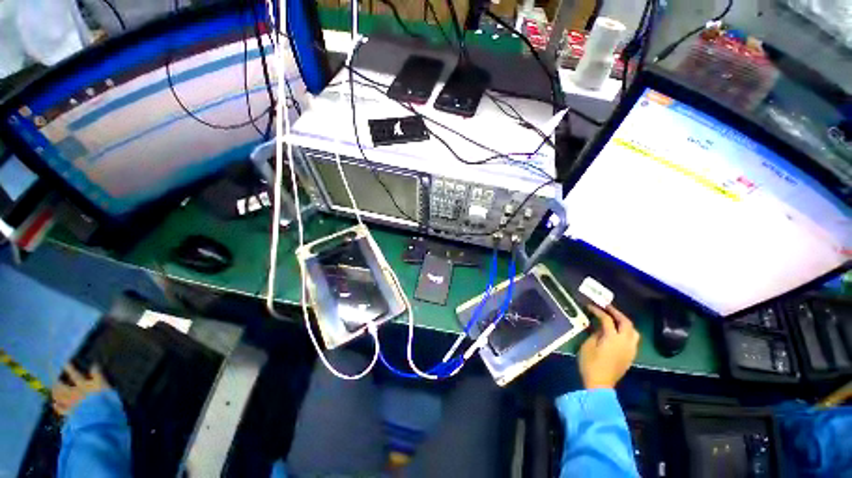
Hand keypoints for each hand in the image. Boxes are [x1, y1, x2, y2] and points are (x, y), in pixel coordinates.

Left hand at [52, 364, 109, 415]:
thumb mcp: (105, 386)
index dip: (70, 368)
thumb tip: (94, 365)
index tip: (65, 362)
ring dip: (55, 391)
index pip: (75, 374)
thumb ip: (99, 376)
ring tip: (52, 388)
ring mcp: (70, 403)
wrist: (99, 418)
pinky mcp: (70, 413)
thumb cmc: (104, 399)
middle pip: (62, 386)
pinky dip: (57, 406)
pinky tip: (54, 404)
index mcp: (82, 385)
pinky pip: (61, 409)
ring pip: (59, 396)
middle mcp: (74, 392)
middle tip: (52, 375)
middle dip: (56, 380)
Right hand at [578, 304, 640, 388]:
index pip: (607, 319)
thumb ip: (595, 334)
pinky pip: (633, 339)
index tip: (591, 306)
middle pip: (626, 322)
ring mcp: (630, 349)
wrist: (599, 384)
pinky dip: (626, 331)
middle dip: (616, 313)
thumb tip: (600, 328)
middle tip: (606, 307)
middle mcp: (625, 342)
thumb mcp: (588, 345)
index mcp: (613, 338)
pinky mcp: (630, 356)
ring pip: (633, 331)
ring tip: (615, 318)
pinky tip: (618, 332)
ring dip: (625, 322)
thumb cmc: (590, 363)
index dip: (599, 311)